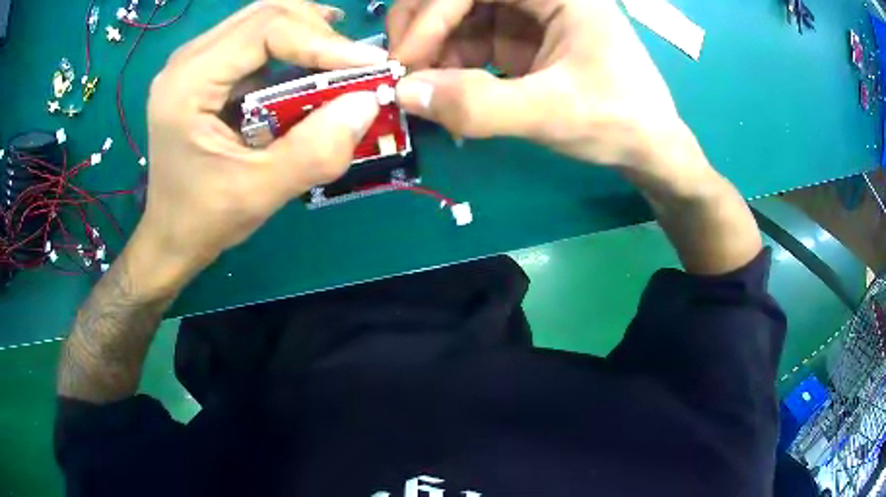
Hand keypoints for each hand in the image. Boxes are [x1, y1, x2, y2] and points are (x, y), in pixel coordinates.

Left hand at [138, 0, 388, 280]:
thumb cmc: (203, 218)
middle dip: (318, 32)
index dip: (322, 41)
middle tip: (357, 63)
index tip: (371, 66)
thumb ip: (314, 151)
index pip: (265, 29)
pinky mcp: (206, 70)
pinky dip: (292, 45)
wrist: (171, 234)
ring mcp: (195, 62)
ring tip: (341, 59)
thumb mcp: (259, 193)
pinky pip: (256, 39)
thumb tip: (368, 101)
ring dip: (308, 33)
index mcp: (188, 83)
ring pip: (263, 20)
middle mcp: (188, 60)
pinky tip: (312, 62)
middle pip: (266, 13)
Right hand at [389, 0, 684, 170]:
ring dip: (430, 50)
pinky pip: (468, 43)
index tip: (404, 64)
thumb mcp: (553, 113)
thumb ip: (479, 105)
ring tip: (417, 89)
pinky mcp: (519, 42)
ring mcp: (526, 17)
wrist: (649, 148)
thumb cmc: (619, 122)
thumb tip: (405, 94)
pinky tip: (440, 92)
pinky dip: (447, 66)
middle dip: (422, 28)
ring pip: (457, 19)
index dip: (431, 16)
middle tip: (399, 70)